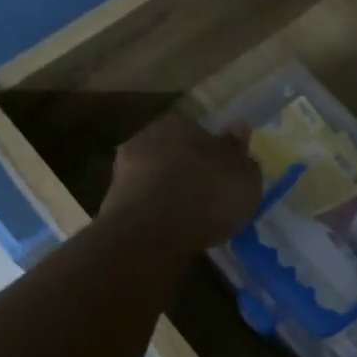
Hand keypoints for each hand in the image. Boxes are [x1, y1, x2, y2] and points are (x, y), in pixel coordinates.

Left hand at [99, 114, 260, 253]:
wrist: (152, 233)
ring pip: (157, 180)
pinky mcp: (112, 204)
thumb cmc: (208, 195)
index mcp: (179, 123)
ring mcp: (123, 171)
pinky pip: (145, 206)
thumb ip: (241, 152)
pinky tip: (171, 233)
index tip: (225, 177)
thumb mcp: (245, 175)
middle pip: (175, 154)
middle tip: (209, 200)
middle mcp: (146, 138)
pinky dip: (156, 216)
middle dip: (189, 173)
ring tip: (191, 221)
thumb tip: (238, 128)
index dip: (215, 155)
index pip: (201, 133)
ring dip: (170, 195)